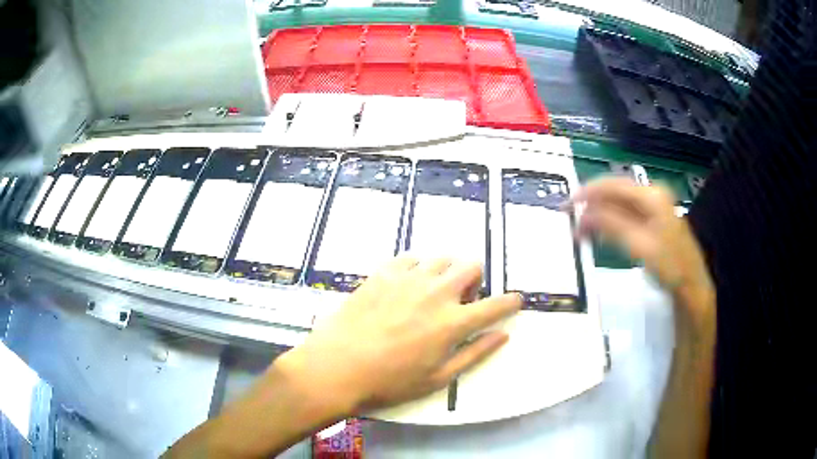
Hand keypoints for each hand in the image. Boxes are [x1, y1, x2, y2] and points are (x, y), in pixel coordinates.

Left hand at [275, 256, 521, 413]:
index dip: (510, 302)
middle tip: (461, 299)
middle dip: (475, 280)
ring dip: (446, 273)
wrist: (338, 366)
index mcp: (453, 323)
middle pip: (471, 267)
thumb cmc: (390, 381)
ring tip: (432, 292)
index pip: (495, 305)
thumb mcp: (438, 378)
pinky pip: (410, 258)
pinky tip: (406, 286)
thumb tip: (503, 335)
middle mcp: (436, 293)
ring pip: (442, 259)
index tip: (514, 300)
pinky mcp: (383, 273)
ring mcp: (409, 279)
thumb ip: (475, 354)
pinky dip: (417, 269)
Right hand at [569, 177, 713, 321]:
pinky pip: (626, 214)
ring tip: (582, 229)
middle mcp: (652, 194)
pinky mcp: (653, 221)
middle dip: (592, 204)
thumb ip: (611, 225)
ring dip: (600, 214)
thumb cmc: (669, 265)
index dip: (588, 192)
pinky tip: (601, 232)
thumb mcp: (638, 245)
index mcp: (651, 195)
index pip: (613, 184)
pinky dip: (611, 221)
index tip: (568, 204)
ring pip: (619, 203)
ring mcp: (654, 207)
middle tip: (573, 220)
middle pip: (615, 192)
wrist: (691, 284)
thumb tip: (584, 214)